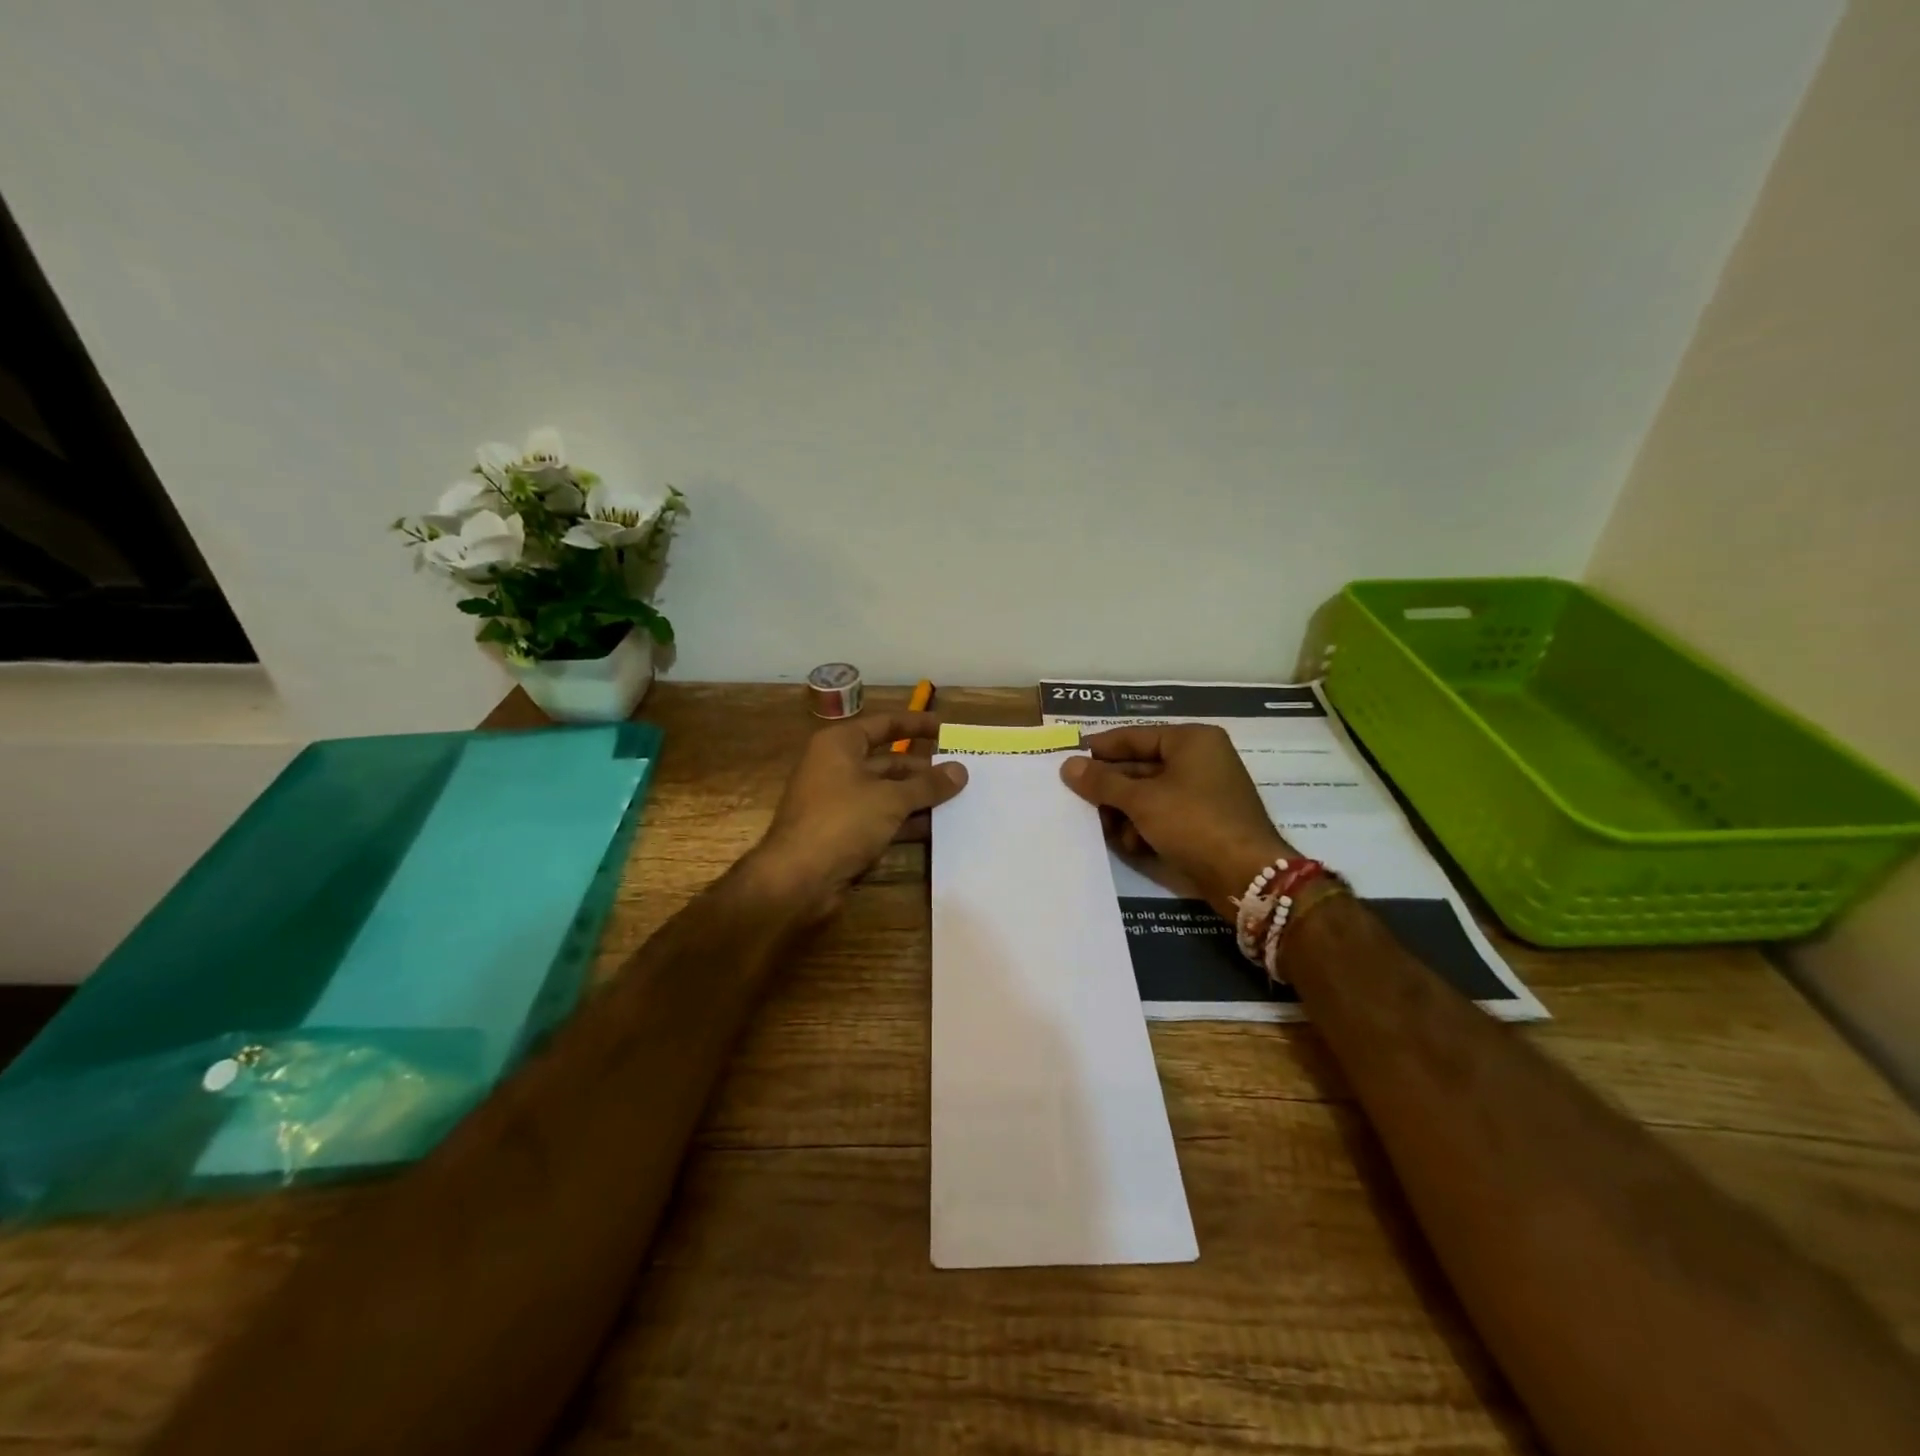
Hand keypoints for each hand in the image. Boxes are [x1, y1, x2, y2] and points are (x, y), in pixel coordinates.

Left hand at [748, 713, 967, 920]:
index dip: (917, 725)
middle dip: (924, 769)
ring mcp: (839, 802)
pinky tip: (937, 828)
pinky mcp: (843, 833)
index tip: (947, 729)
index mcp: (840, 745)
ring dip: (919, 798)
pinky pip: (881, 819)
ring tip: (959, 801)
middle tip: (962, 774)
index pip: (885, 725)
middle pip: (888, 761)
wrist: (797, 879)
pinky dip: (906, 821)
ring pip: (887, 793)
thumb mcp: (891, 799)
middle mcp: (837, 768)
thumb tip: (961, 770)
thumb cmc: (842, 821)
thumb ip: (927, 784)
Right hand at [1060, 724, 1290, 915]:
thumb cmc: (1193, 823)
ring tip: (1107, 830)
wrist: (1246, 877)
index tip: (1066, 761)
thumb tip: (1068, 765)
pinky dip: (1144, 828)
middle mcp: (1199, 760)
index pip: (1133, 736)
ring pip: (1148, 795)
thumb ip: (1102, 782)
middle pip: (1139, 767)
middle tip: (1076, 801)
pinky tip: (1131, 845)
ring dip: (1124, 813)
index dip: (1099, 749)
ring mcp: (1204, 792)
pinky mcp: (1204, 822)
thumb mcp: (1141, 800)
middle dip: (1110, 789)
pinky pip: (1163, 815)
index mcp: (1190, 741)